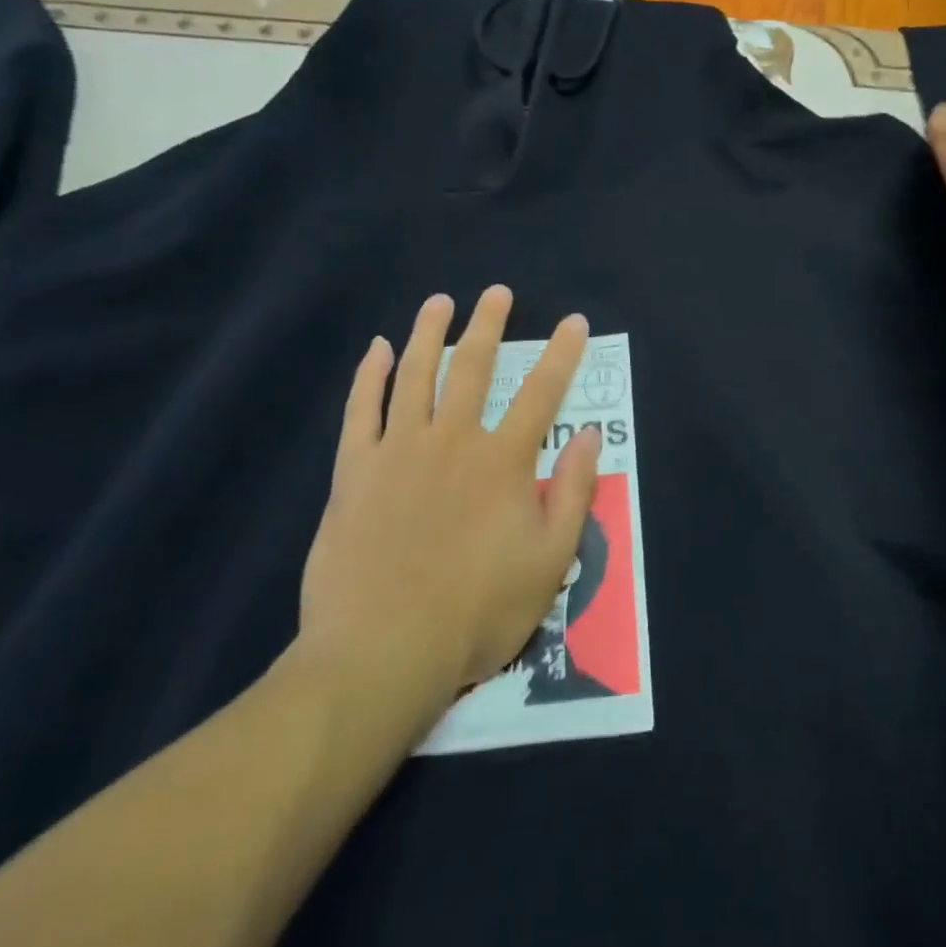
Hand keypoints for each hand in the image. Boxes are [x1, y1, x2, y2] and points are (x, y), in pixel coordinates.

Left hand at [296, 286, 599, 712]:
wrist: (380, 653)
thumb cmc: (476, 612)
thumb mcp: (549, 562)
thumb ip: (573, 494)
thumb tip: (591, 437)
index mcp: (503, 462)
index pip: (542, 393)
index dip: (562, 354)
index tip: (574, 321)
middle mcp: (452, 441)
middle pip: (473, 368)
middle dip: (488, 326)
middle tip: (496, 293)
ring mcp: (398, 452)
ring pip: (415, 376)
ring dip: (429, 334)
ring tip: (439, 302)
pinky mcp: (354, 473)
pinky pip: (361, 411)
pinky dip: (370, 376)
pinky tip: (378, 350)